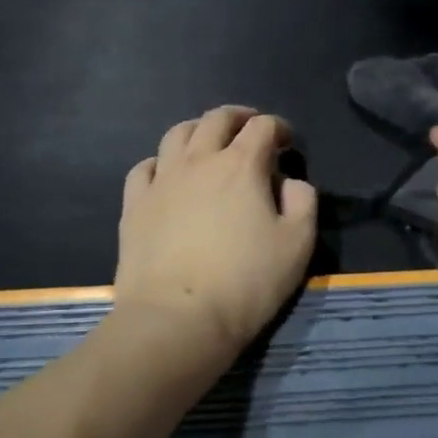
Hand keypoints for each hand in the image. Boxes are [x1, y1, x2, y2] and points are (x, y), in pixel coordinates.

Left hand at [115, 106, 318, 361]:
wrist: (176, 320)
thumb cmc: (245, 283)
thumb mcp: (297, 244)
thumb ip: (303, 202)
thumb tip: (290, 182)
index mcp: (242, 165)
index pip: (263, 127)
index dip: (279, 128)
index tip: (287, 143)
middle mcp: (199, 161)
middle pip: (217, 119)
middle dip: (239, 117)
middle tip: (251, 129)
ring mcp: (161, 181)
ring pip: (177, 134)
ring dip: (199, 130)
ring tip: (209, 143)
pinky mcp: (134, 205)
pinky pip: (144, 167)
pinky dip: (162, 162)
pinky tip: (168, 175)